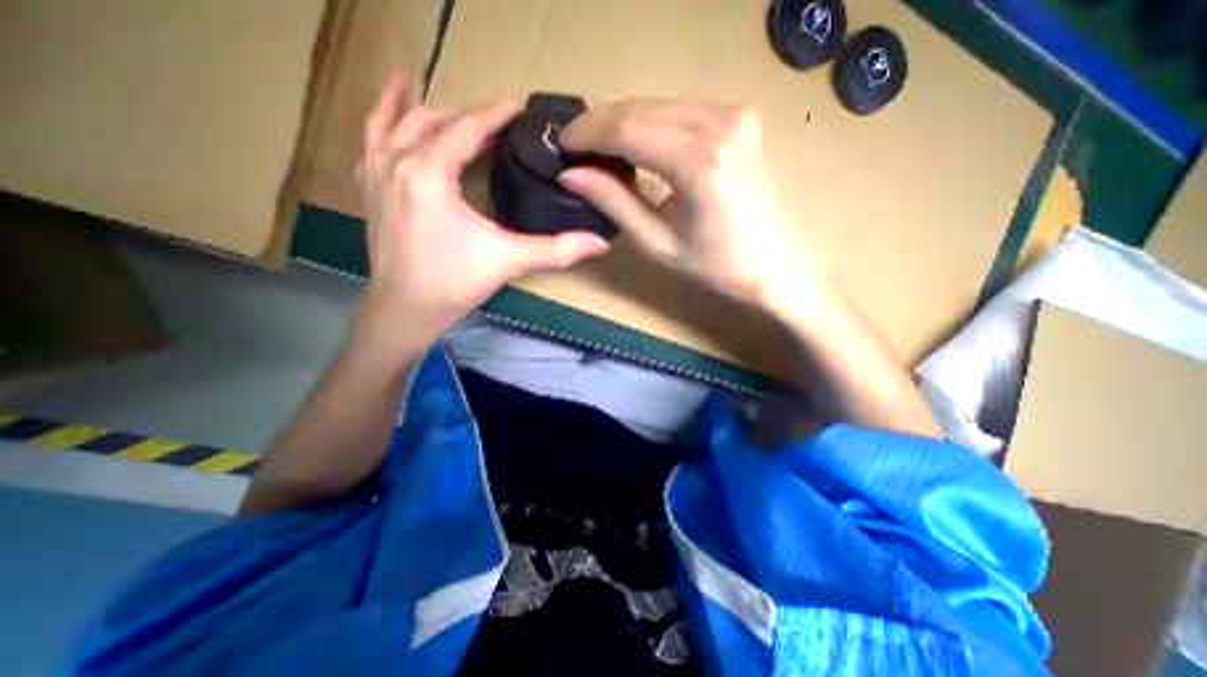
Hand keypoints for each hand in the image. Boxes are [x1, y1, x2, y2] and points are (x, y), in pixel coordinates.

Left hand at [353, 75, 612, 352]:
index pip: (467, 128)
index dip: (496, 114)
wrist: (405, 311)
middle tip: (497, 121)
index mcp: (429, 172)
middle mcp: (396, 161)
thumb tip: (601, 243)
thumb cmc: (454, 283)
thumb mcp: (509, 261)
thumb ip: (557, 250)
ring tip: (434, 93)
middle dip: (467, 115)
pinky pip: (372, 140)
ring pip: (396, 123)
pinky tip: (394, 117)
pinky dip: (384, 121)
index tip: (519, 105)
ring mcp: (376, 173)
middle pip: (433, 120)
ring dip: (421, 108)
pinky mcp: (369, 189)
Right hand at [557, 99, 826, 308]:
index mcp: (699, 161)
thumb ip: (614, 202)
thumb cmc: (715, 265)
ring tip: (596, 146)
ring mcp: (734, 115)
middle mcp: (720, 124)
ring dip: (623, 121)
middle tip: (573, 145)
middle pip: (642, 109)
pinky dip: (650, 122)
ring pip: (659, 105)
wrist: (773, 264)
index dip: (588, 134)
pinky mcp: (740, 118)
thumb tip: (572, 174)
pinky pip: (680, 110)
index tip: (560, 143)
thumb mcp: (657, 242)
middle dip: (601, 124)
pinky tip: (634, 141)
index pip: (627, 130)